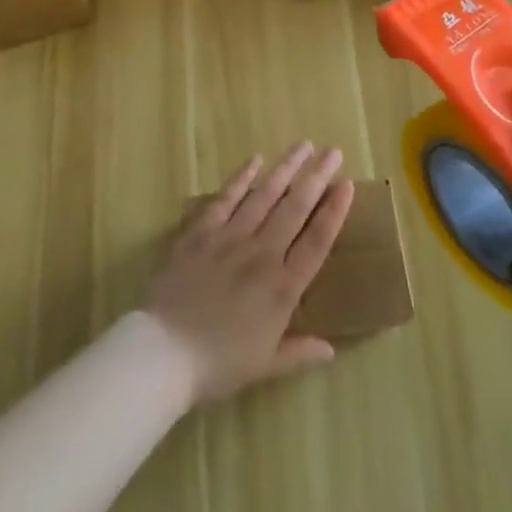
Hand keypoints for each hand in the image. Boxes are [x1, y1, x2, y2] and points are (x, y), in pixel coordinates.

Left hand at [144, 143, 355, 404]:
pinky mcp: (201, 232)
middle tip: (332, 151)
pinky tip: (255, 160)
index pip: (316, 241)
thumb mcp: (265, 366)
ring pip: (264, 195)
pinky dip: (241, 178)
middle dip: (316, 177)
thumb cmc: (217, 364)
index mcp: (282, 289)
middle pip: (295, 209)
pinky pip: (225, 199)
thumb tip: (330, 349)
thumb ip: (299, 352)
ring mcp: (230, 238)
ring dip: (285, 169)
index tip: (347, 185)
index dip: (334, 212)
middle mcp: (262, 254)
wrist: (164, 351)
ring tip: (302, 146)